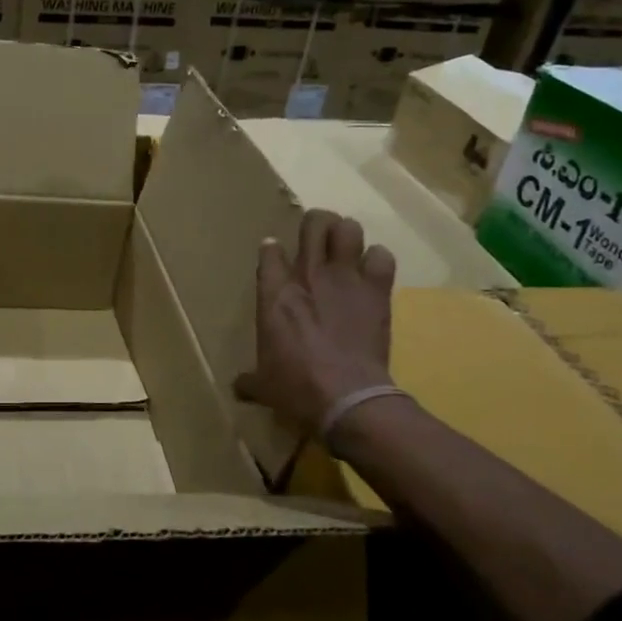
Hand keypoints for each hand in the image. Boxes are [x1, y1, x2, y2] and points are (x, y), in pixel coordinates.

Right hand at [234, 210, 398, 433]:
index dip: (271, 249)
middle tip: (316, 237)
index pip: (270, 251)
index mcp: (274, 293)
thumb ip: (251, 379)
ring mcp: (345, 279)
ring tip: (345, 247)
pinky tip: (372, 272)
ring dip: (347, 235)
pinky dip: (378, 261)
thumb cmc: (295, 387)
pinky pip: (382, 257)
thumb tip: (239, 388)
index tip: (274, 255)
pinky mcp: (377, 291)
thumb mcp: (263, 384)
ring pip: (349, 229)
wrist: (347, 397)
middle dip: (315, 223)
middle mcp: (308, 275)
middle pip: (314, 223)